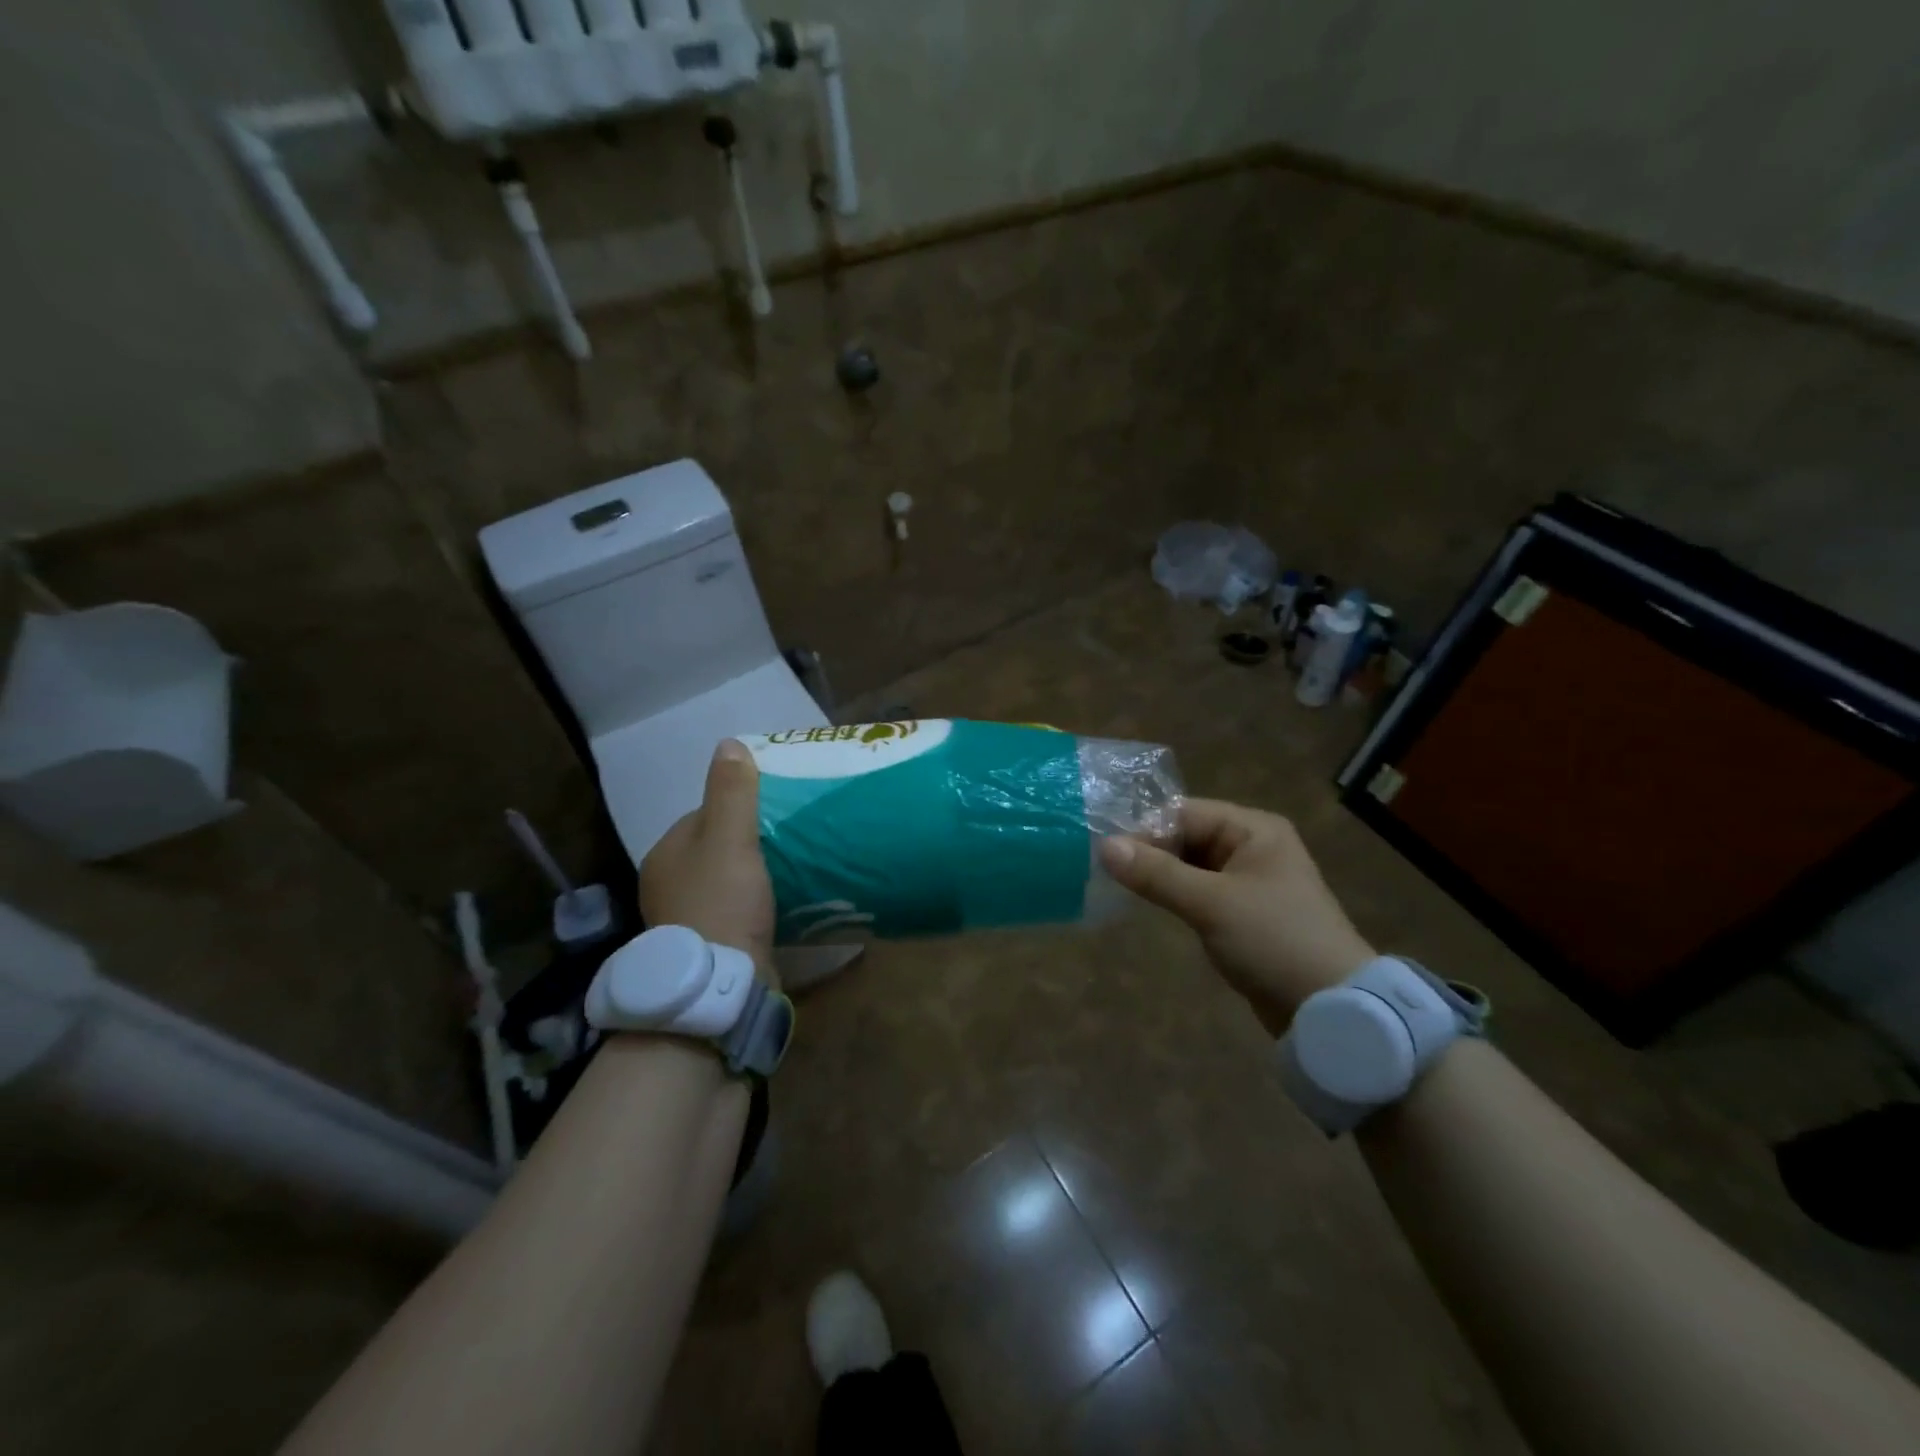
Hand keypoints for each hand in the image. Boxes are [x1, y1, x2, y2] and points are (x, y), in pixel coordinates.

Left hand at [639, 740, 776, 983]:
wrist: (720, 984)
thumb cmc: (722, 900)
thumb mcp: (730, 837)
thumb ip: (731, 792)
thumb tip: (728, 743)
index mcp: (666, 853)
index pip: (704, 816)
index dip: (739, 810)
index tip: (775, 812)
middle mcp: (667, 885)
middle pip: (715, 850)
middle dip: (748, 844)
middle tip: (790, 841)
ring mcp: (685, 920)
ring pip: (725, 882)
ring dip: (753, 877)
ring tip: (793, 871)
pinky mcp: (707, 948)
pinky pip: (734, 912)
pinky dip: (753, 905)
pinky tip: (780, 906)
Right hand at [1098, 799, 1373, 1034]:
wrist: (1333, 1009)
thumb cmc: (1274, 940)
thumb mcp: (1211, 903)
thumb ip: (1156, 873)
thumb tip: (1103, 846)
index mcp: (1253, 829)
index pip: (1184, 813)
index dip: (1146, 830)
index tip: (1108, 854)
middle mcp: (1253, 846)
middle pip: (1186, 836)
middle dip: (1150, 853)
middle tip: (1108, 873)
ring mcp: (1249, 880)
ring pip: (1190, 865)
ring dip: (1160, 875)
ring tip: (1121, 887)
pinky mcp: (1244, 912)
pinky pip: (1200, 891)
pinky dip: (1176, 895)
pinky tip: (1150, 905)